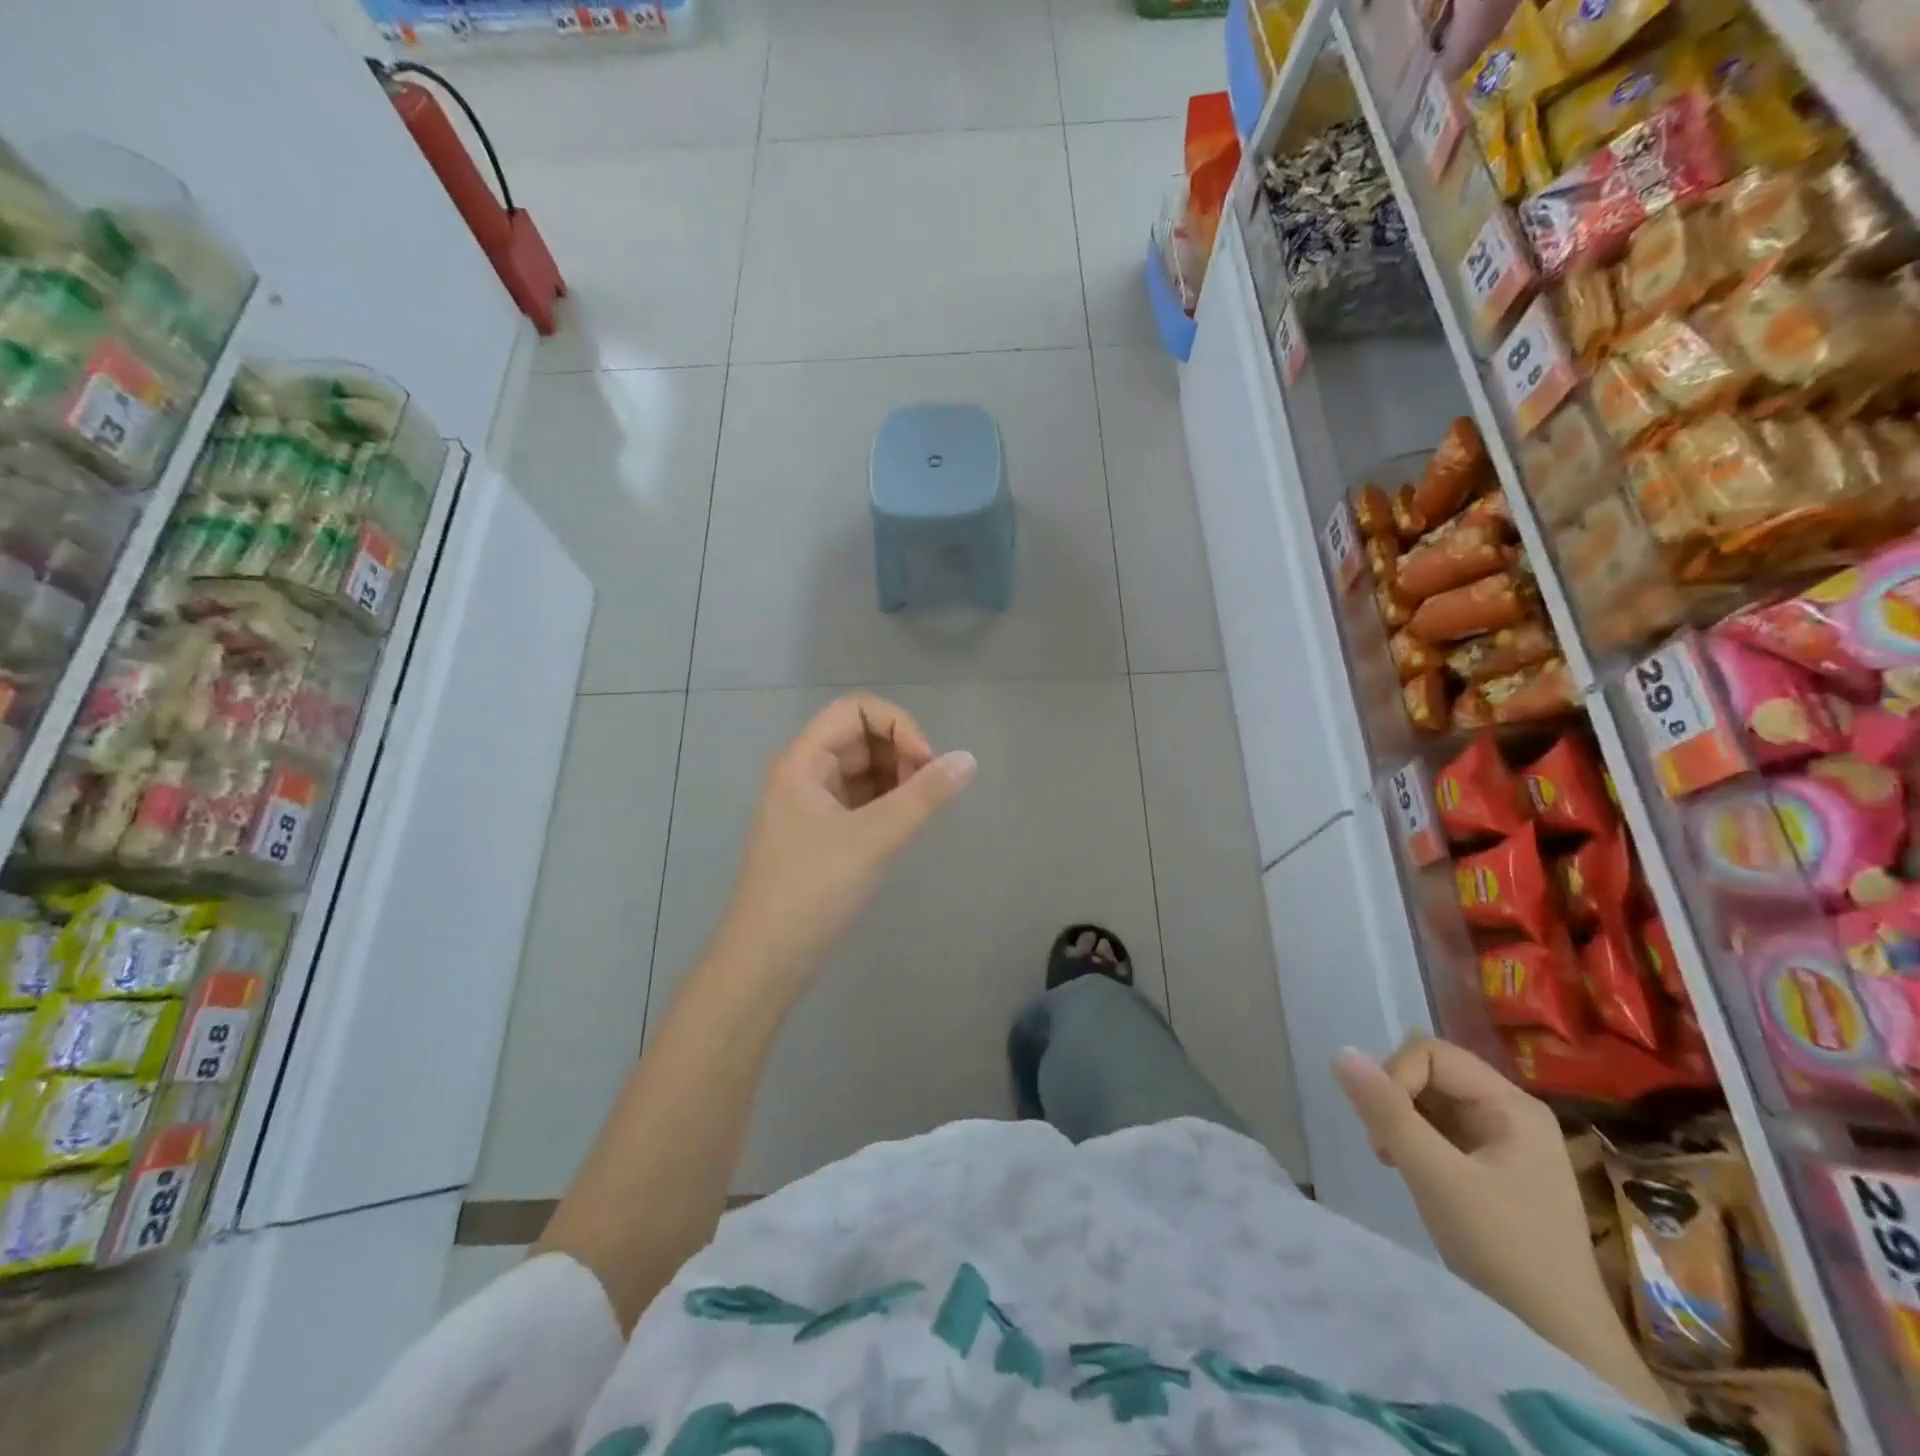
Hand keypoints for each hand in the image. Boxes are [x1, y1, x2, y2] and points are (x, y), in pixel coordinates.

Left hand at [717, 693, 974, 987]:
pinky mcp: (821, 835)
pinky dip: (887, 804)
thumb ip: (923, 796)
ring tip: (918, 813)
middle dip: (900, 753)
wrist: (765, 963)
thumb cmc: (812, 892)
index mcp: (803, 762)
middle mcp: (804, 774)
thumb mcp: (872, 839)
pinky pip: (861, 801)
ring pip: (863, 770)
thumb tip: (968, 759)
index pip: (855, 709)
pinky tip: (904, 828)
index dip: (897, 725)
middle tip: (928, 793)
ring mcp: (811, 806)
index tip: (926, 763)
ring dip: (897, 780)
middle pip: (861, 737)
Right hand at [1332, 1037, 1604, 1338]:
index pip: (1431, 1054)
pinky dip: (1415, 1141)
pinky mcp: (1491, 1166)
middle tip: (1385, 1150)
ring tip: (1396, 1163)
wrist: (1557, 1343)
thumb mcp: (1436, 1177)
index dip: (1395, 1078)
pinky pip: (1439, 1128)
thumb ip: (1387, 1112)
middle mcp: (1510, 1112)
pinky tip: (1410, 1171)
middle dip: (1396, 1101)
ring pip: (1430, 1100)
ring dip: (1401, 1122)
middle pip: (1430, 1072)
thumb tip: (1341, 1053)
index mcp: (1512, 1105)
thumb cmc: (1503, 1251)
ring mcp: (1503, 1140)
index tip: (1385, 1132)